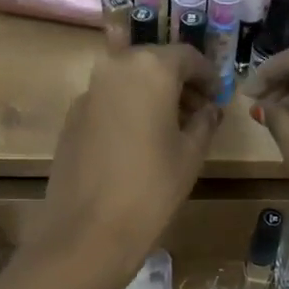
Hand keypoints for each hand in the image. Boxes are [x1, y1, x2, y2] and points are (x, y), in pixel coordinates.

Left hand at [24, 46, 220, 288]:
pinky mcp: (71, 119)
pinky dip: (128, 110)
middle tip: (197, 112)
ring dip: (151, 96)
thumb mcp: (190, 155)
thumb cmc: (151, 189)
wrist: (88, 232)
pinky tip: (138, 143)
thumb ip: (204, 122)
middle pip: (153, 63)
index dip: (207, 75)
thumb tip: (208, 109)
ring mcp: (87, 93)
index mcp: (150, 69)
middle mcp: (114, 69)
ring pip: (128, 81)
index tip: (217, 96)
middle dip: (178, 83)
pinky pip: (108, 102)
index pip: (186, 56)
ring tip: (170, 129)